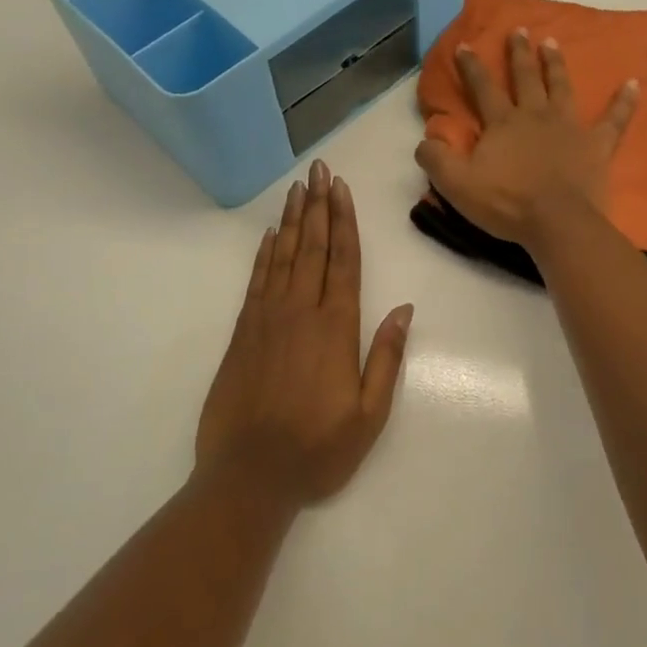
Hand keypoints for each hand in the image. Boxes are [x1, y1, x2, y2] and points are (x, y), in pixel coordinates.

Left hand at [196, 160, 412, 507]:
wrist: (248, 476)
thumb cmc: (317, 449)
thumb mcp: (369, 415)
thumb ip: (387, 358)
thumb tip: (404, 308)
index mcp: (336, 328)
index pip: (343, 261)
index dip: (344, 222)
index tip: (342, 189)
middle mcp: (301, 312)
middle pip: (312, 247)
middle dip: (318, 206)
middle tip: (320, 170)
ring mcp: (267, 319)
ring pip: (282, 256)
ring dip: (291, 220)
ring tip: (298, 188)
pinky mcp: (242, 333)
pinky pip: (256, 280)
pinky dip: (263, 254)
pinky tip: (269, 235)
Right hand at [415, 28, 638, 249]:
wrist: (556, 223)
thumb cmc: (506, 203)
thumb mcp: (456, 185)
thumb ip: (436, 159)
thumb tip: (424, 141)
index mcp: (503, 123)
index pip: (483, 88)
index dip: (472, 66)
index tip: (465, 44)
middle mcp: (535, 116)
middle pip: (525, 78)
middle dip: (519, 53)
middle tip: (519, 30)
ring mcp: (569, 127)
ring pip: (561, 87)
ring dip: (555, 64)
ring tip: (552, 42)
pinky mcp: (597, 145)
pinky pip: (614, 119)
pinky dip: (624, 102)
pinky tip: (634, 84)